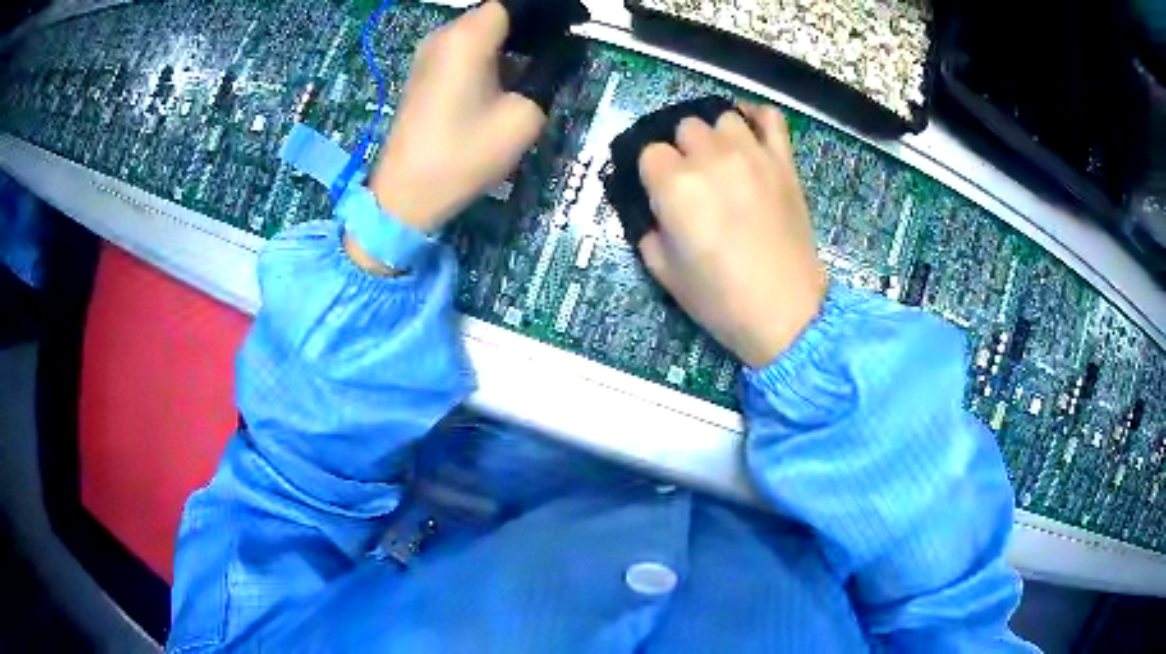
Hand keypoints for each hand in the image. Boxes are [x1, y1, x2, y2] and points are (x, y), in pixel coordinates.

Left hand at [366, 1, 543, 233]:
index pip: (515, 4)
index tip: (575, 25)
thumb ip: (548, 75)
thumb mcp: (524, 115)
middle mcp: (444, 35)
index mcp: (468, 36)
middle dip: (532, 25)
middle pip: (496, 14)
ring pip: (480, 32)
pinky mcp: (424, 74)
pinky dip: (491, 54)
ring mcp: (429, 55)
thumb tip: (560, 55)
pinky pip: (465, 49)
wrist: (406, 195)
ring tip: (542, 61)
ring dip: (512, 40)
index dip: (548, 12)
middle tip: (564, 45)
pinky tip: (510, 75)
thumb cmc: (464, 154)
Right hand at [637, 105, 826, 367]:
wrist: (785, 313)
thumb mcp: (663, 272)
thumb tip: (655, 209)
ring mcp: (753, 156)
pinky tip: (750, 132)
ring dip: (716, 136)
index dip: (652, 174)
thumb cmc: (720, 299)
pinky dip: (757, 117)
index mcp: (675, 186)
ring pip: (723, 118)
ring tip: (721, 160)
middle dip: (683, 152)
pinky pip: (771, 118)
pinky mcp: (784, 163)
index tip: (661, 195)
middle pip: (685, 127)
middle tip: (694, 182)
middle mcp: (712, 159)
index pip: (650, 153)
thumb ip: (649, 229)